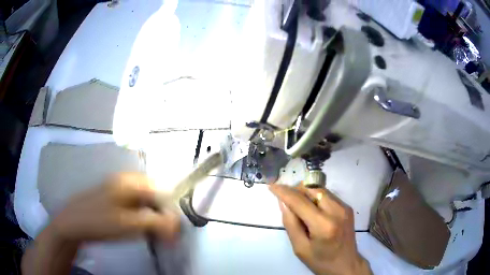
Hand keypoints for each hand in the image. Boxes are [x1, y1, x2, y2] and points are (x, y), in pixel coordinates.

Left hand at [51, 172, 180, 243]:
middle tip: (165, 234)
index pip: (162, 191)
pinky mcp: (115, 199)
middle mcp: (127, 181)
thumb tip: (177, 223)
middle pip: (154, 195)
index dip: (171, 210)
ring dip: (153, 218)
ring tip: (154, 234)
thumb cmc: (100, 221)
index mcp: (130, 181)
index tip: (174, 229)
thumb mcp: (129, 224)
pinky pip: (136, 206)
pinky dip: (143, 218)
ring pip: (146, 202)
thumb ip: (156, 222)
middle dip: (162, 214)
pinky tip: (141, 229)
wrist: (73, 223)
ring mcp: (120, 189)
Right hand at [269, 184, 371, 274]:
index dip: (284, 192)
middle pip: (312, 189)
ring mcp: (344, 207)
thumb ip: (290, 223)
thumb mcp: (300, 247)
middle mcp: (336, 211)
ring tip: (299, 206)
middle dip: (296, 190)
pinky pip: (328, 195)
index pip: (300, 202)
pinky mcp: (347, 207)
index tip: (272, 186)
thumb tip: (283, 202)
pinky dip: (316, 197)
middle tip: (286, 199)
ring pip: (320, 189)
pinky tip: (313, 210)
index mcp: (323, 225)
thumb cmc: (320, 261)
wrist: (346, 264)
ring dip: (306, 193)